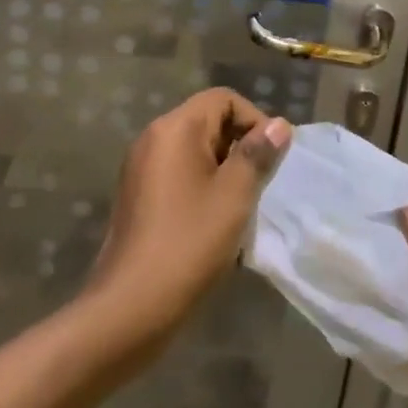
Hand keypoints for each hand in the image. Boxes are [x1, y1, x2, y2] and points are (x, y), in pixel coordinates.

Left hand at [87, 87, 290, 347]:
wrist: (130, 308)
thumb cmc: (188, 244)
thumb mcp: (234, 197)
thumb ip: (257, 155)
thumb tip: (278, 125)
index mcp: (175, 128)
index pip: (223, 99)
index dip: (254, 119)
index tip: (272, 158)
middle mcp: (153, 138)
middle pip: (208, 122)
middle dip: (240, 147)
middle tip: (261, 186)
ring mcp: (141, 168)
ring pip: (195, 152)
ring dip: (224, 172)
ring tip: (242, 208)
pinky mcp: (138, 197)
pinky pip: (179, 176)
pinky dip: (202, 189)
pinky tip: (216, 226)